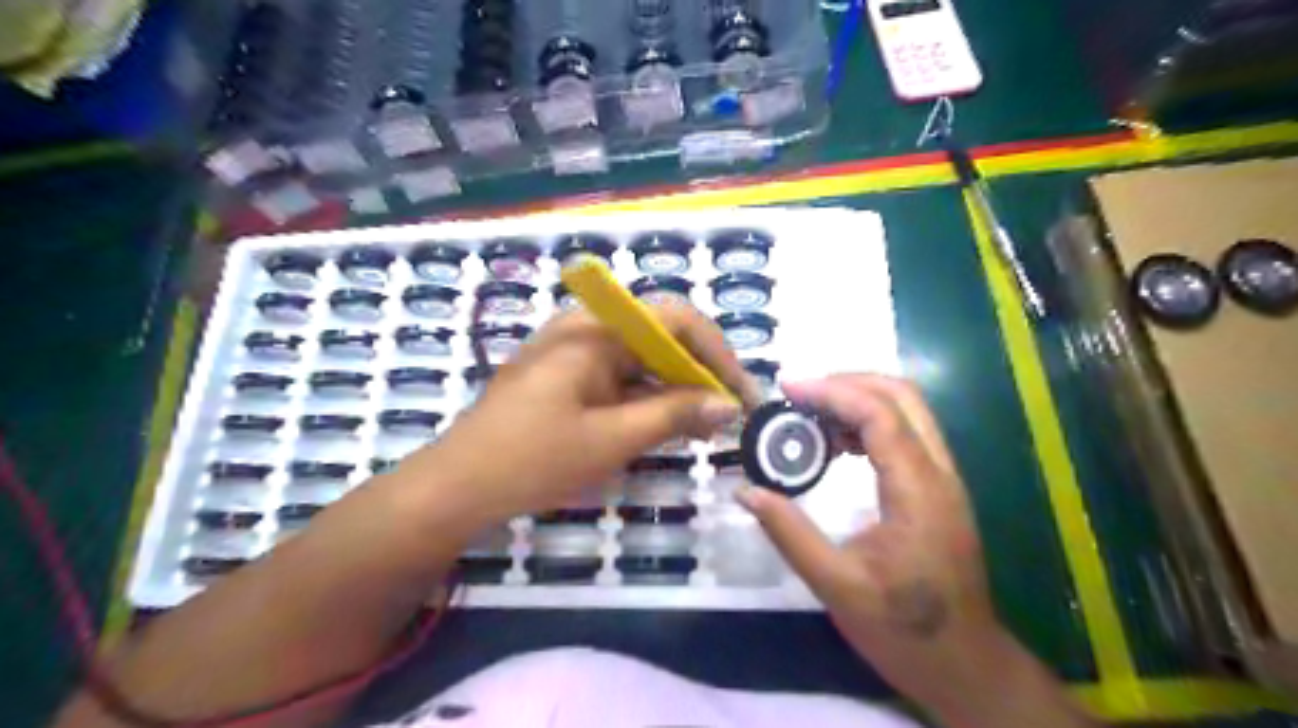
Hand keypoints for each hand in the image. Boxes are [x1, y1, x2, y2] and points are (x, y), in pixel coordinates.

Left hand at [403, 305, 755, 525]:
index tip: (741, 395)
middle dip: (700, 373)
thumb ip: (674, 415)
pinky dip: (647, 399)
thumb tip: (729, 406)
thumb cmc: (532, 459)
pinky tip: (666, 426)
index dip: (717, 353)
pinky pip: (619, 378)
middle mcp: (586, 329)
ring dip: (676, 388)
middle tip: (729, 415)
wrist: (455, 488)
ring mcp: (573, 353)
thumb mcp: (611, 439)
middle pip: (660, 336)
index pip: (675, 319)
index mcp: (595, 330)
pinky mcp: (567, 378)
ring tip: (705, 427)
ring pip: (642, 359)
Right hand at [736, 379, 1005, 712]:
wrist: (966, 665)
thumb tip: (746, 492)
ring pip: (908, 409)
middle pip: (902, 395)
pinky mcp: (938, 489)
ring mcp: (944, 478)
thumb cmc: (904, 630)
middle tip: (799, 395)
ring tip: (809, 415)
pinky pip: (906, 433)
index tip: (787, 388)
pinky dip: (869, 422)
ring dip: (858, 399)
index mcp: (918, 491)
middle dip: (847, 382)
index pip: (879, 414)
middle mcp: (939, 472)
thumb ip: (789, 534)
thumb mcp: (837, 587)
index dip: (831, 391)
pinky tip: (835, 445)